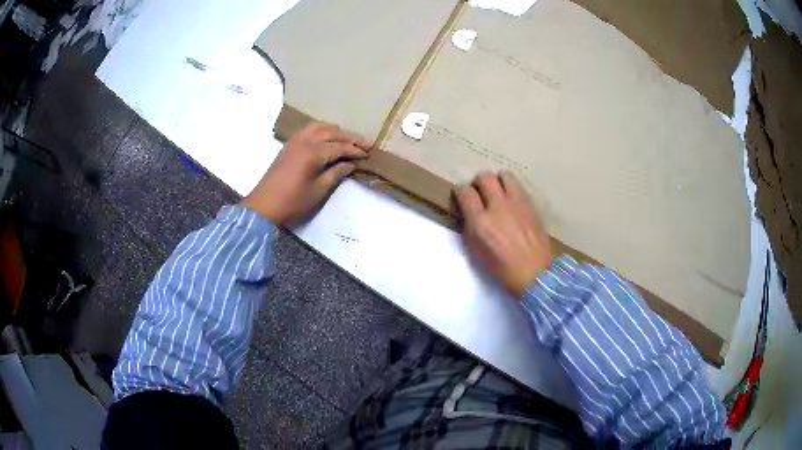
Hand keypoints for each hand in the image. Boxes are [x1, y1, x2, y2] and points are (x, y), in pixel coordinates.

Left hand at [243, 122, 370, 224]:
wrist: (263, 206)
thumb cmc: (292, 202)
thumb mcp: (318, 192)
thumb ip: (335, 174)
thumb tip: (350, 164)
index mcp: (313, 153)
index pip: (339, 147)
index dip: (355, 150)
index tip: (368, 154)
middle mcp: (304, 142)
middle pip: (331, 133)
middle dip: (349, 137)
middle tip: (365, 143)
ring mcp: (295, 141)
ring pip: (319, 127)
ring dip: (335, 130)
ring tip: (347, 138)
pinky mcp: (288, 145)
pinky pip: (308, 130)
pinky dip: (321, 130)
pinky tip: (327, 138)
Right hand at [455, 171, 553, 297]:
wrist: (535, 272)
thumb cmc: (502, 268)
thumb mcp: (476, 252)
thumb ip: (469, 228)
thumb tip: (469, 213)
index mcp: (481, 222)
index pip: (465, 192)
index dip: (460, 191)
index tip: (461, 196)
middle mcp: (498, 206)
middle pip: (484, 177)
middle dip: (478, 182)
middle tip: (479, 192)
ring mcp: (517, 203)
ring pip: (504, 175)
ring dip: (497, 181)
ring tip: (497, 192)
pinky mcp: (531, 204)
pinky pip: (518, 186)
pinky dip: (511, 188)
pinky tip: (512, 202)